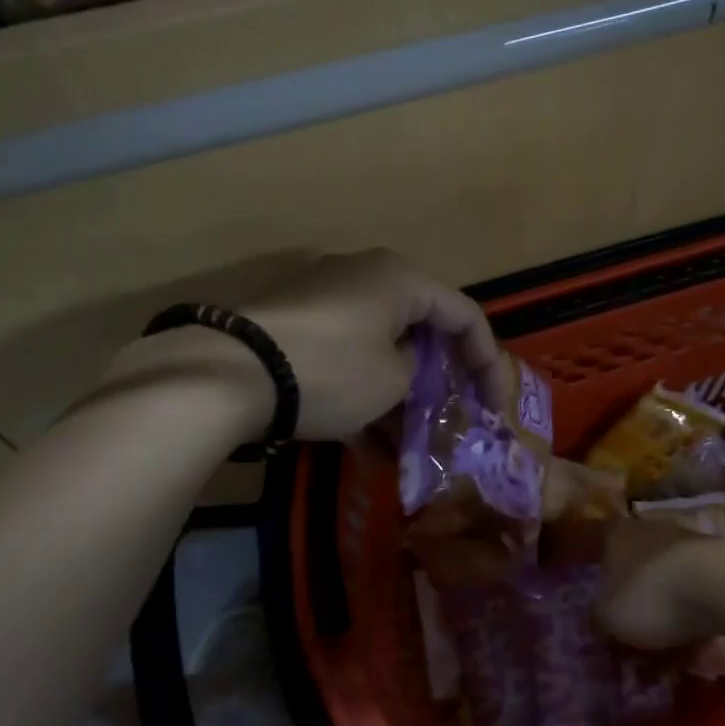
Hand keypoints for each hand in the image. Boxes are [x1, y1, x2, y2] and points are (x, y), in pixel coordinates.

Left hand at [105, 250, 502, 443]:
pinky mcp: (292, 328)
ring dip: (398, 398)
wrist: (229, 372)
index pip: (465, 315)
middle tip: (451, 421)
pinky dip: (360, 396)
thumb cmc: (331, 369)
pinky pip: (343, 359)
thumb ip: (417, 373)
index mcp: (399, 279)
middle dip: (438, 382)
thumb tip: (405, 371)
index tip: (495, 408)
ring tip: (407, 447)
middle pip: (420, 331)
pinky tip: (365, 447)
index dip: (487, 363)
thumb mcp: (393, 380)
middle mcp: (363, 278)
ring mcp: (323, 301)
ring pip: (379, 350)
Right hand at [595, 519, 722, 649]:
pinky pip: (696, 597)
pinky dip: (692, 620)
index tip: (603, 615)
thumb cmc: (650, 595)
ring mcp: (688, 545)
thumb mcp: (608, 617)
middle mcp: (651, 531)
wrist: (722, 586)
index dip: (600, 585)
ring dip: (666, 618)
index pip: (601, 552)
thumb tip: (599, 622)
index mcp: (618, 534)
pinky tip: (694, 649)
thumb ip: (597, 619)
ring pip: (668, 586)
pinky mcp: (720, 565)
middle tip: (633, 645)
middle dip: (635, 608)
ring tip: (667, 658)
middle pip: (636, 572)